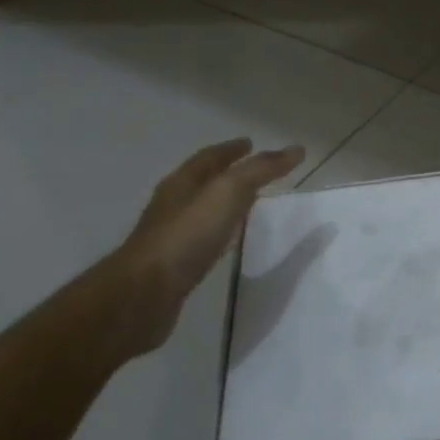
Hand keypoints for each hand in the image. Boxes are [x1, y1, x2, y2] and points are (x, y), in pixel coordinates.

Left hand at [110, 138, 304, 356]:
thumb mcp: (228, 193)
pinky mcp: (172, 266)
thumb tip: (296, 149)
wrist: (144, 295)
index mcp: (182, 183)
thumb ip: (261, 170)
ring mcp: (169, 236)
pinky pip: (200, 239)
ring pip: (200, 210)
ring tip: (247, 204)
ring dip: (222, 203)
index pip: (209, 158)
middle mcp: (172, 205)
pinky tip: (227, 240)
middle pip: (202, 182)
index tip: (251, 143)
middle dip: (226, 174)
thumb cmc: (186, 236)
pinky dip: (218, 231)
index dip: (231, 149)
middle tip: (254, 173)